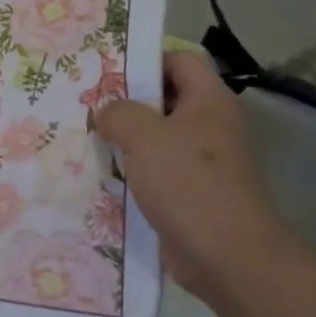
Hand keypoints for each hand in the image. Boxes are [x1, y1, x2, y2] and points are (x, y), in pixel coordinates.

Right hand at [95, 50, 293, 298]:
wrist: (226, 255)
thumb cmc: (187, 182)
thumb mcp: (144, 136)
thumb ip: (118, 113)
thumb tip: (105, 112)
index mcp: (209, 101)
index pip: (179, 61)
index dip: (146, 61)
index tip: (108, 73)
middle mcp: (211, 126)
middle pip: (166, 99)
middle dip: (127, 102)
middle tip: (89, 105)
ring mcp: (203, 162)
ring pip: (158, 137)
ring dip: (126, 139)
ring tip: (89, 138)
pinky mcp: (192, 193)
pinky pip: (157, 171)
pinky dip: (133, 171)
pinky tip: (104, 174)